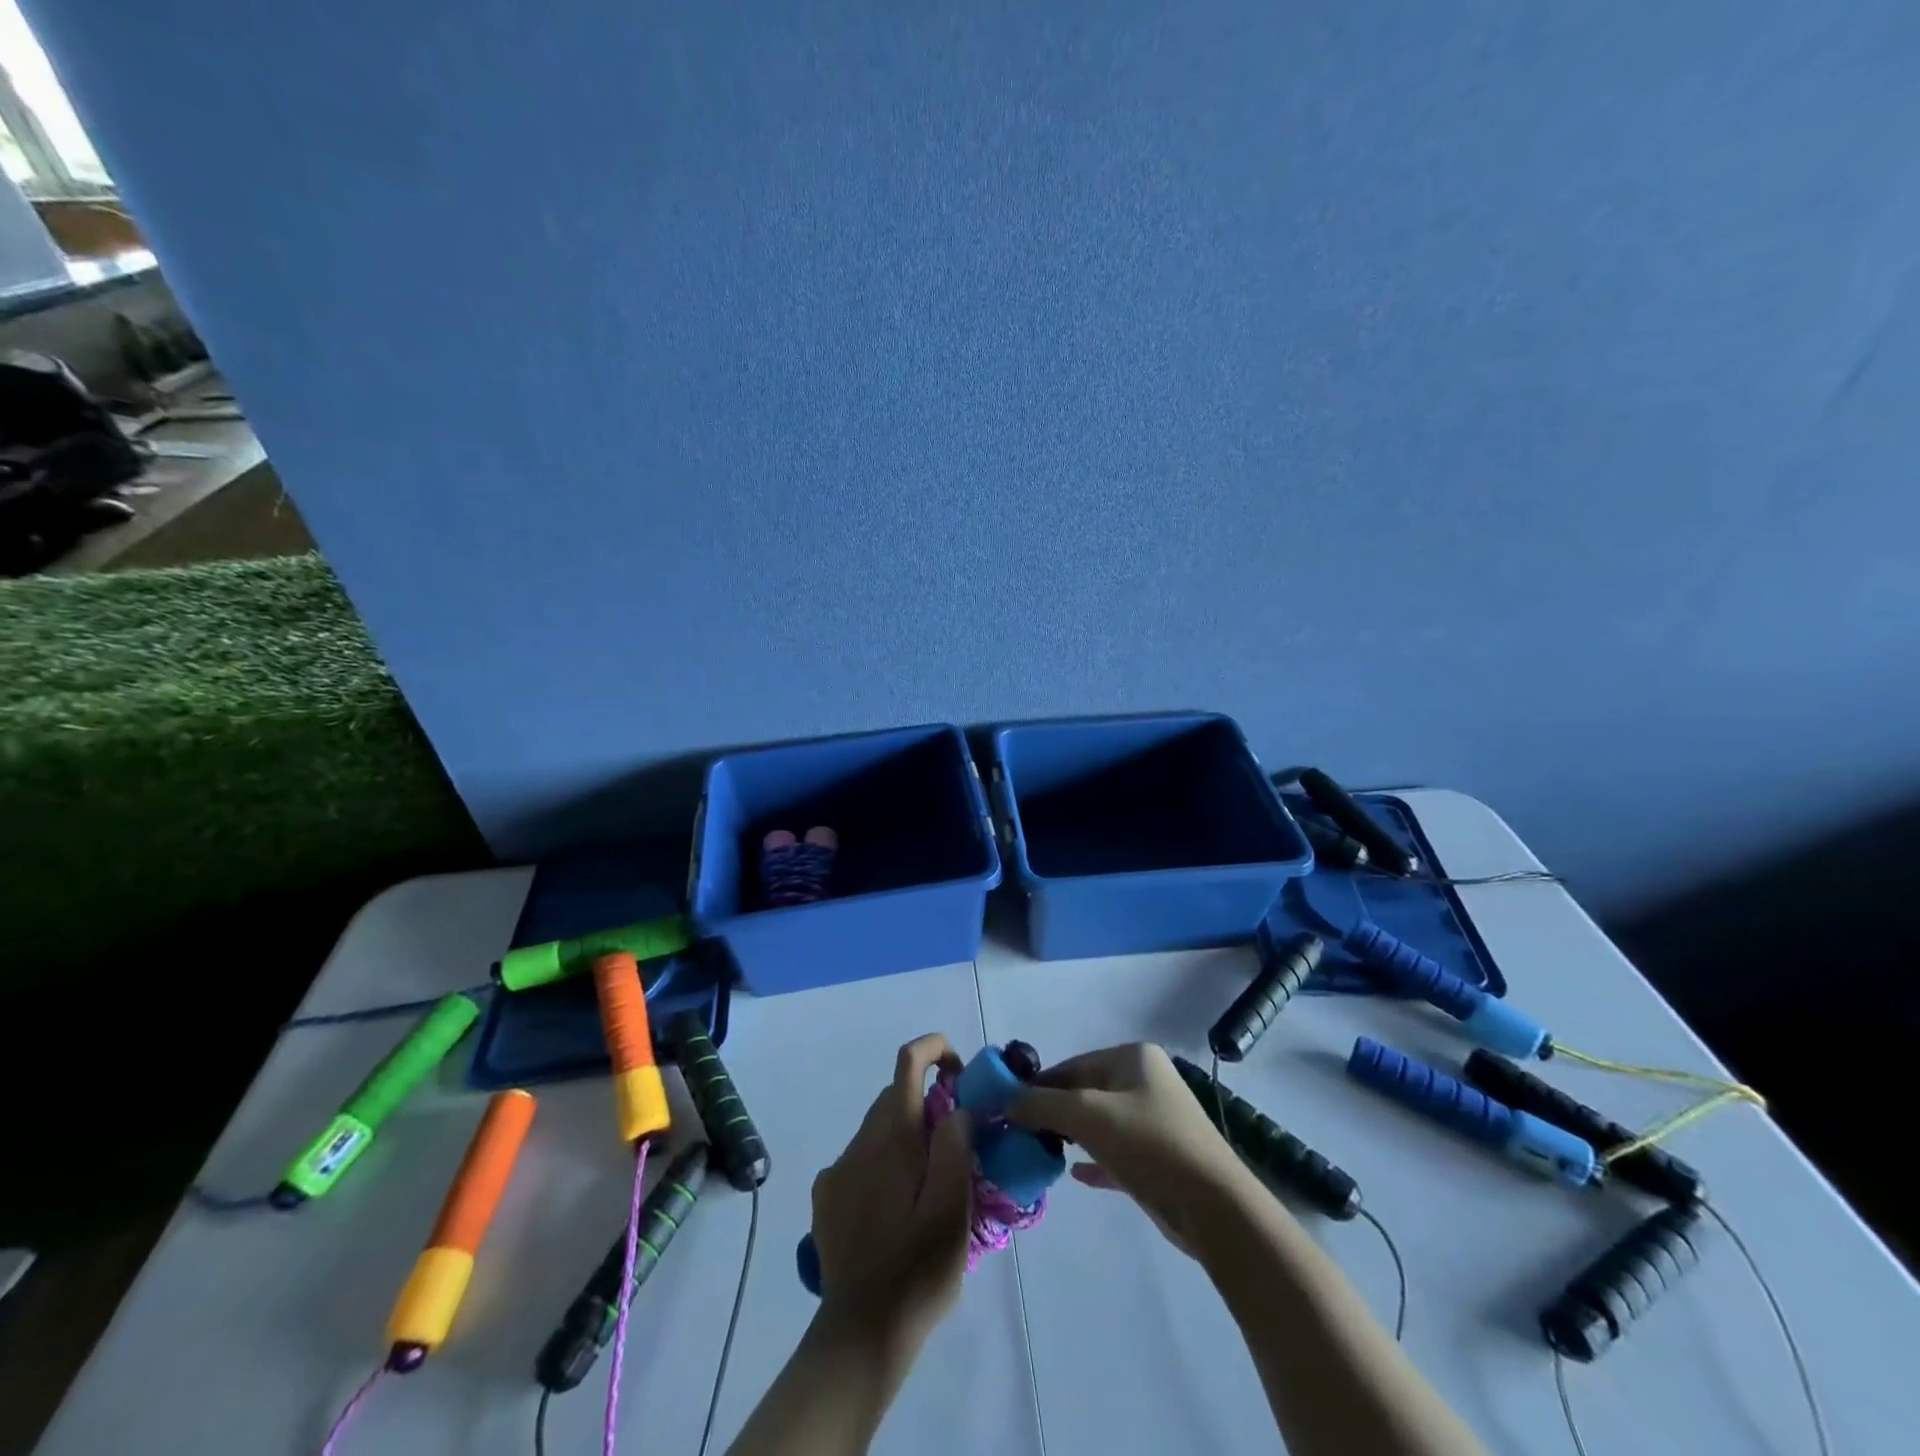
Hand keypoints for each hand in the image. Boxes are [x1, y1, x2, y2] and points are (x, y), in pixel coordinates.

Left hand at [810, 1033, 975, 1349]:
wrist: (860, 1336)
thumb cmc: (917, 1270)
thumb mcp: (952, 1208)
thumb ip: (955, 1146)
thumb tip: (957, 1107)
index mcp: (892, 1135)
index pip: (908, 1060)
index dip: (936, 1050)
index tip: (961, 1077)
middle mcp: (859, 1140)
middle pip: (895, 1095)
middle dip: (929, 1102)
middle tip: (958, 1143)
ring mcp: (837, 1169)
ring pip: (878, 1129)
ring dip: (907, 1137)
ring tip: (931, 1186)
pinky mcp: (827, 1197)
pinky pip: (861, 1159)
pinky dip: (884, 1163)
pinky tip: (896, 1208)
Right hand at [1009, 1042, 1260, 1255]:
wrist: (1214, 1207)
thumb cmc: (1149, 1145)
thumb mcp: (1087, 1115)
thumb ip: (1041, 1104)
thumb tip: (1005, 1101)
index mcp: (1132, 1057)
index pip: (1071, 1065)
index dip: (1037, 1087)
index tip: (1007, 1110)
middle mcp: (1145, 1080)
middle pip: (1084, 1092)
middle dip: (1052, 1113)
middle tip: (1021, 1135)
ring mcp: (1155, 1119)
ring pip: (1100, 1123)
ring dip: (1070, 1136)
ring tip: (1039, 1153)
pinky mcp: (1160, 1158)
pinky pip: (1116, 1151)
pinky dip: (1093, 1160)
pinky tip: (1073, 1175)